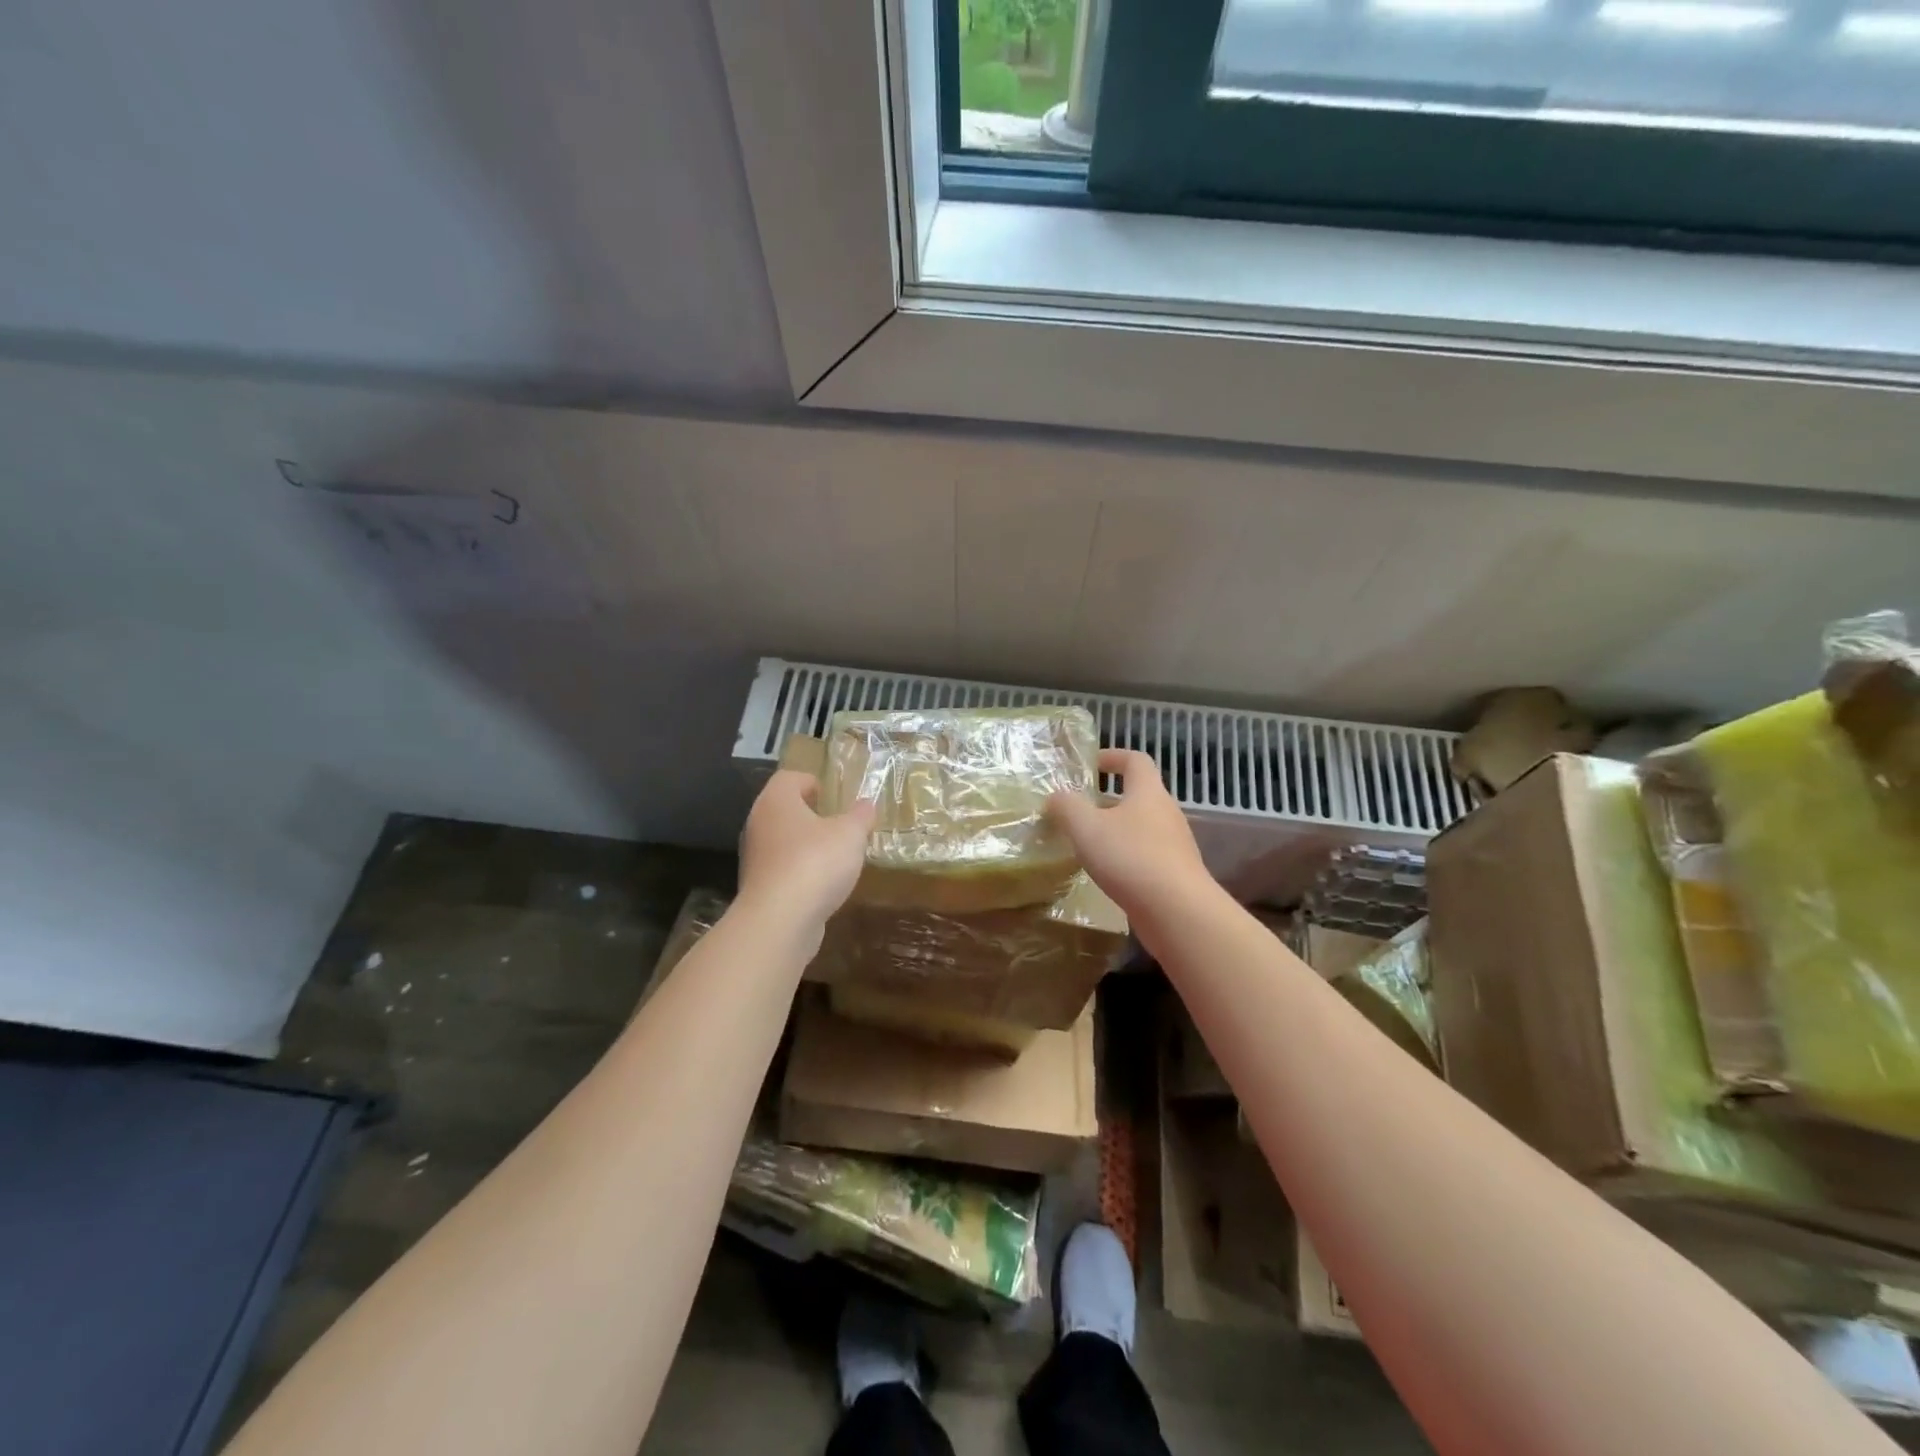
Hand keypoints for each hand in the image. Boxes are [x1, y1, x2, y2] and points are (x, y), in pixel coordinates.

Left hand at [738, 769, 874, 928]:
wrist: (780, 921)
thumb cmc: (815, 862)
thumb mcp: (850, 834)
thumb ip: (860, 816)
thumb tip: (866, 805)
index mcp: (776, 801)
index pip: (789, 778)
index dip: (811, 781)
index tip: (832, 795)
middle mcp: (758, 824)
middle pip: (783, 810)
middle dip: (810, 815)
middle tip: (838, 824)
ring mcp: (754, 858)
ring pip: (782, 842)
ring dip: (805, 846)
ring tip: (835, 857)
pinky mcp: (759, 888)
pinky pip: (782, 871)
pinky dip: (801, 873)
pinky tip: (823, 885)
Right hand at [1047, 749, 1212, 919]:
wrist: (1177, 912)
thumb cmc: (1130, 858)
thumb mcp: (1086, 827)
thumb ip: (1067, 807)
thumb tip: (1056, 796)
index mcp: (1148, 792)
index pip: (1136, 760)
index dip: (1113, 756)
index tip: (1091, 764)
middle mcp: (1166, 813)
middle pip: (1139, 795)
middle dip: (1109, 799)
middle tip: (1079, 811)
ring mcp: (1175, 845)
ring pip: (1142, 828)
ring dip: (1116, 831)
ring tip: (1088, 845)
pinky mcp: (1175, 874)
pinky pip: (1147, 856)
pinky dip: (1126, 858)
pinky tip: (1107, 874)